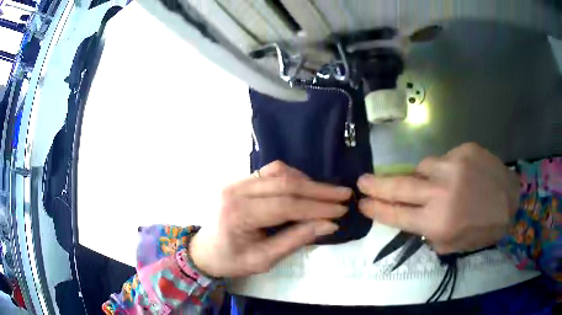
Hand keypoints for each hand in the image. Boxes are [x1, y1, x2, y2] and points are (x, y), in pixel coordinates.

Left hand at [190, 161, 351, 277]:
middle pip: (284, 184)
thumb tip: (329, 225)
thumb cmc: (232, 260)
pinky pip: (270, 171)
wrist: (205, 251)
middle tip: (344, 194)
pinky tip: (306, 187)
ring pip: (279, 172)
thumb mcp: (264, 259)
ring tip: (328, 193)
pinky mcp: (240, 180)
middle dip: (318, 190)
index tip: (341, 210)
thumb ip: (296, 240)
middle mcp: (236, 190)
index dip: (317, 207)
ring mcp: (236, 181)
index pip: (286, 205)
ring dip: (307, 181)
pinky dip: (292, 177)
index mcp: (239, 214)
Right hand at [358, 143, 519, 253]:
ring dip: (420, 176)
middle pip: (400, 186)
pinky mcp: (464, 149)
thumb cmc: (481, 229)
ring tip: (433, 184)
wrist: (511, 201)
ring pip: (421, 166)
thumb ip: (427, 232)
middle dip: (377, 185)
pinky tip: (457, 175)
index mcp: (438, 222)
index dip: (377, 209)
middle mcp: (442, 192)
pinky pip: (443, 158)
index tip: (363, 204)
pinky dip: (443, 168)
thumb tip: (410, 217)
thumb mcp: (451, 244)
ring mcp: (454, 165)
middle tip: (362, 182)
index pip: (397, 215)